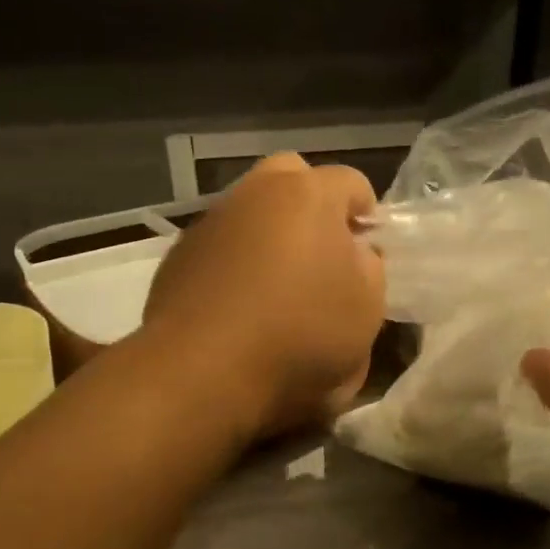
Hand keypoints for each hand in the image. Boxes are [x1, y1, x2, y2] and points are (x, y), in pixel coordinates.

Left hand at [142, 154, 384, 437]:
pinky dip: (235, 261)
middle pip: (292, 177)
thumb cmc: (301, 335)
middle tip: (322, 253)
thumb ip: (370, 268)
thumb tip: (355, 252)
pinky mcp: (180, 254)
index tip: (368, 254)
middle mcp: (256, 192)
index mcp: (309, 194)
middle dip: (312, 205)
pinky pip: (221, 244)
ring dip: (270, 233)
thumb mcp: (367, 309)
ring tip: (277, 285)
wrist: (204, 371)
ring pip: (251, 209)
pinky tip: (239, 304)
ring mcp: (212, 220)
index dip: (366, 217)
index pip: (352, 183)